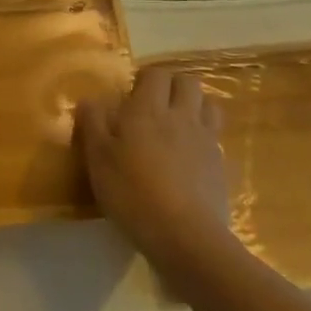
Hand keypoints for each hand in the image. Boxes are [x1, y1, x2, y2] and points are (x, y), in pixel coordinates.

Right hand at [77, 66, 228, 271]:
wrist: (185, 236)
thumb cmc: (132, 192)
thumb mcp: (98, 158)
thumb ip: (92, 123)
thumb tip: (89, 99)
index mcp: (148, 110)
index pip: (155, 74)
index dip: (145, 78)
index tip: (131, 93)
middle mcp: (181, 116)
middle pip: (188, 81)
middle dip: (173, 85)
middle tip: (154, 103)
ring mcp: (206, 140)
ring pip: (209, 105)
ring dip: (195, 106)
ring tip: (177, 123)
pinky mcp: (221, 166)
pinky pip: (216, 137)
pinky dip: (205, 137)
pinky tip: (190, 156)